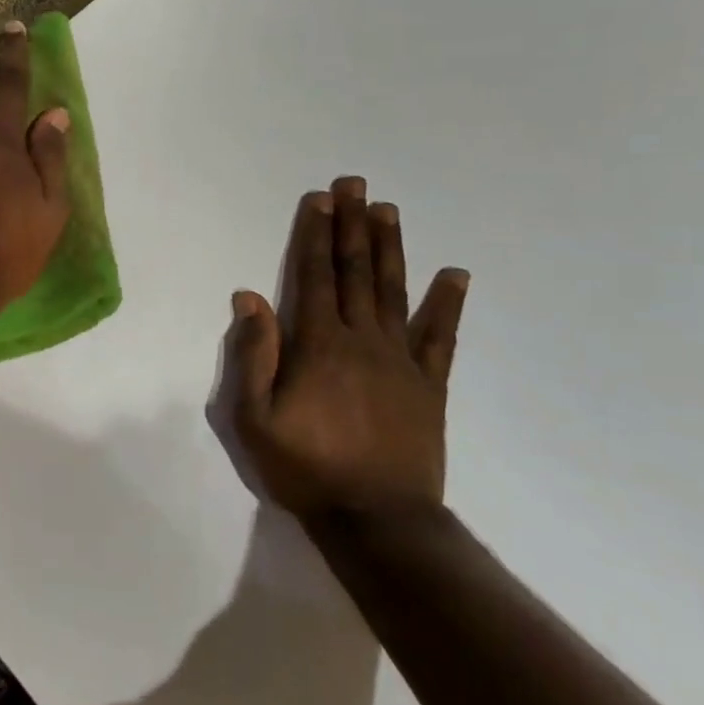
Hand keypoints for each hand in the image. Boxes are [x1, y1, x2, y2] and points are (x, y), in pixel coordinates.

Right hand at [224, 176, 468, 523]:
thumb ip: (254, 354)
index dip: (315, 235)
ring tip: (388, 210)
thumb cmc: (305, 467)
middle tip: (355, 184)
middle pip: (355, 272)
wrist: (378, 520)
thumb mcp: (254, 417)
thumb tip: (249, 296)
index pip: (314, 276)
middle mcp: (362, 340)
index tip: (320, 199)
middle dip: (352, 225)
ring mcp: (401, 360)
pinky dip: (448, 304)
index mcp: (318, 344)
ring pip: (394, 292)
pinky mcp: (429, 385)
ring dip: (390, 248)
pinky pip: (440, 337)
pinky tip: (455, 274)